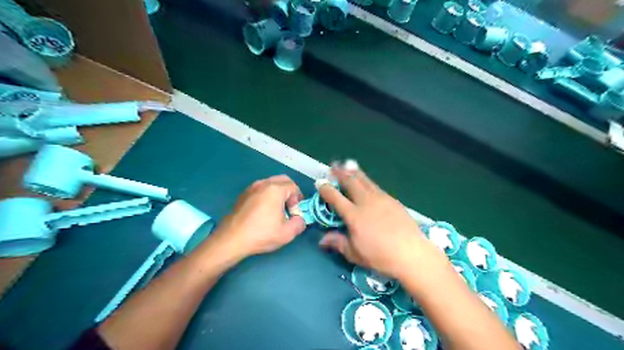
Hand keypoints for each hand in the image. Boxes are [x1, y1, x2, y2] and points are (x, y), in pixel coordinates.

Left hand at [211, 175, 306, 259]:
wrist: (232, 239)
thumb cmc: (261, 234)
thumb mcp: (287, 233)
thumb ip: (300, 223)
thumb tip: (300, 219)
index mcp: (275, 189)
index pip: (294, 187)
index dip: (298, 201)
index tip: (293, 214)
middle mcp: (263, 183)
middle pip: (283, 180)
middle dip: (290, 192)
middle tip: (289, 208)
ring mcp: (251, 187)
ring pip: (271, 183)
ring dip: (278, 193)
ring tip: (276, 210)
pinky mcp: (243, 194)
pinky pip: (261, 189)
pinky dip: (267, 195)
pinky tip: (263, 211)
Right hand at [318, 161, 437, 277]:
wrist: (411, 252)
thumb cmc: (380, 256)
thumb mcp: (355, 253)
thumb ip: (338, 243)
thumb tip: (322, 240)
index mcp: (353, 215)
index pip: (335, 197)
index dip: (325, 188)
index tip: (319, 182)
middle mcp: (365, 202)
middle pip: (350, 182)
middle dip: (340, 173)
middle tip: (333, 166)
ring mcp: (380, 198)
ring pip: (364, 180)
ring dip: (354, 172)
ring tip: (348, 165)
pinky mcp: (392, 200)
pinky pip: (375, 186)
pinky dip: (367, 181)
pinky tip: (367, 182)